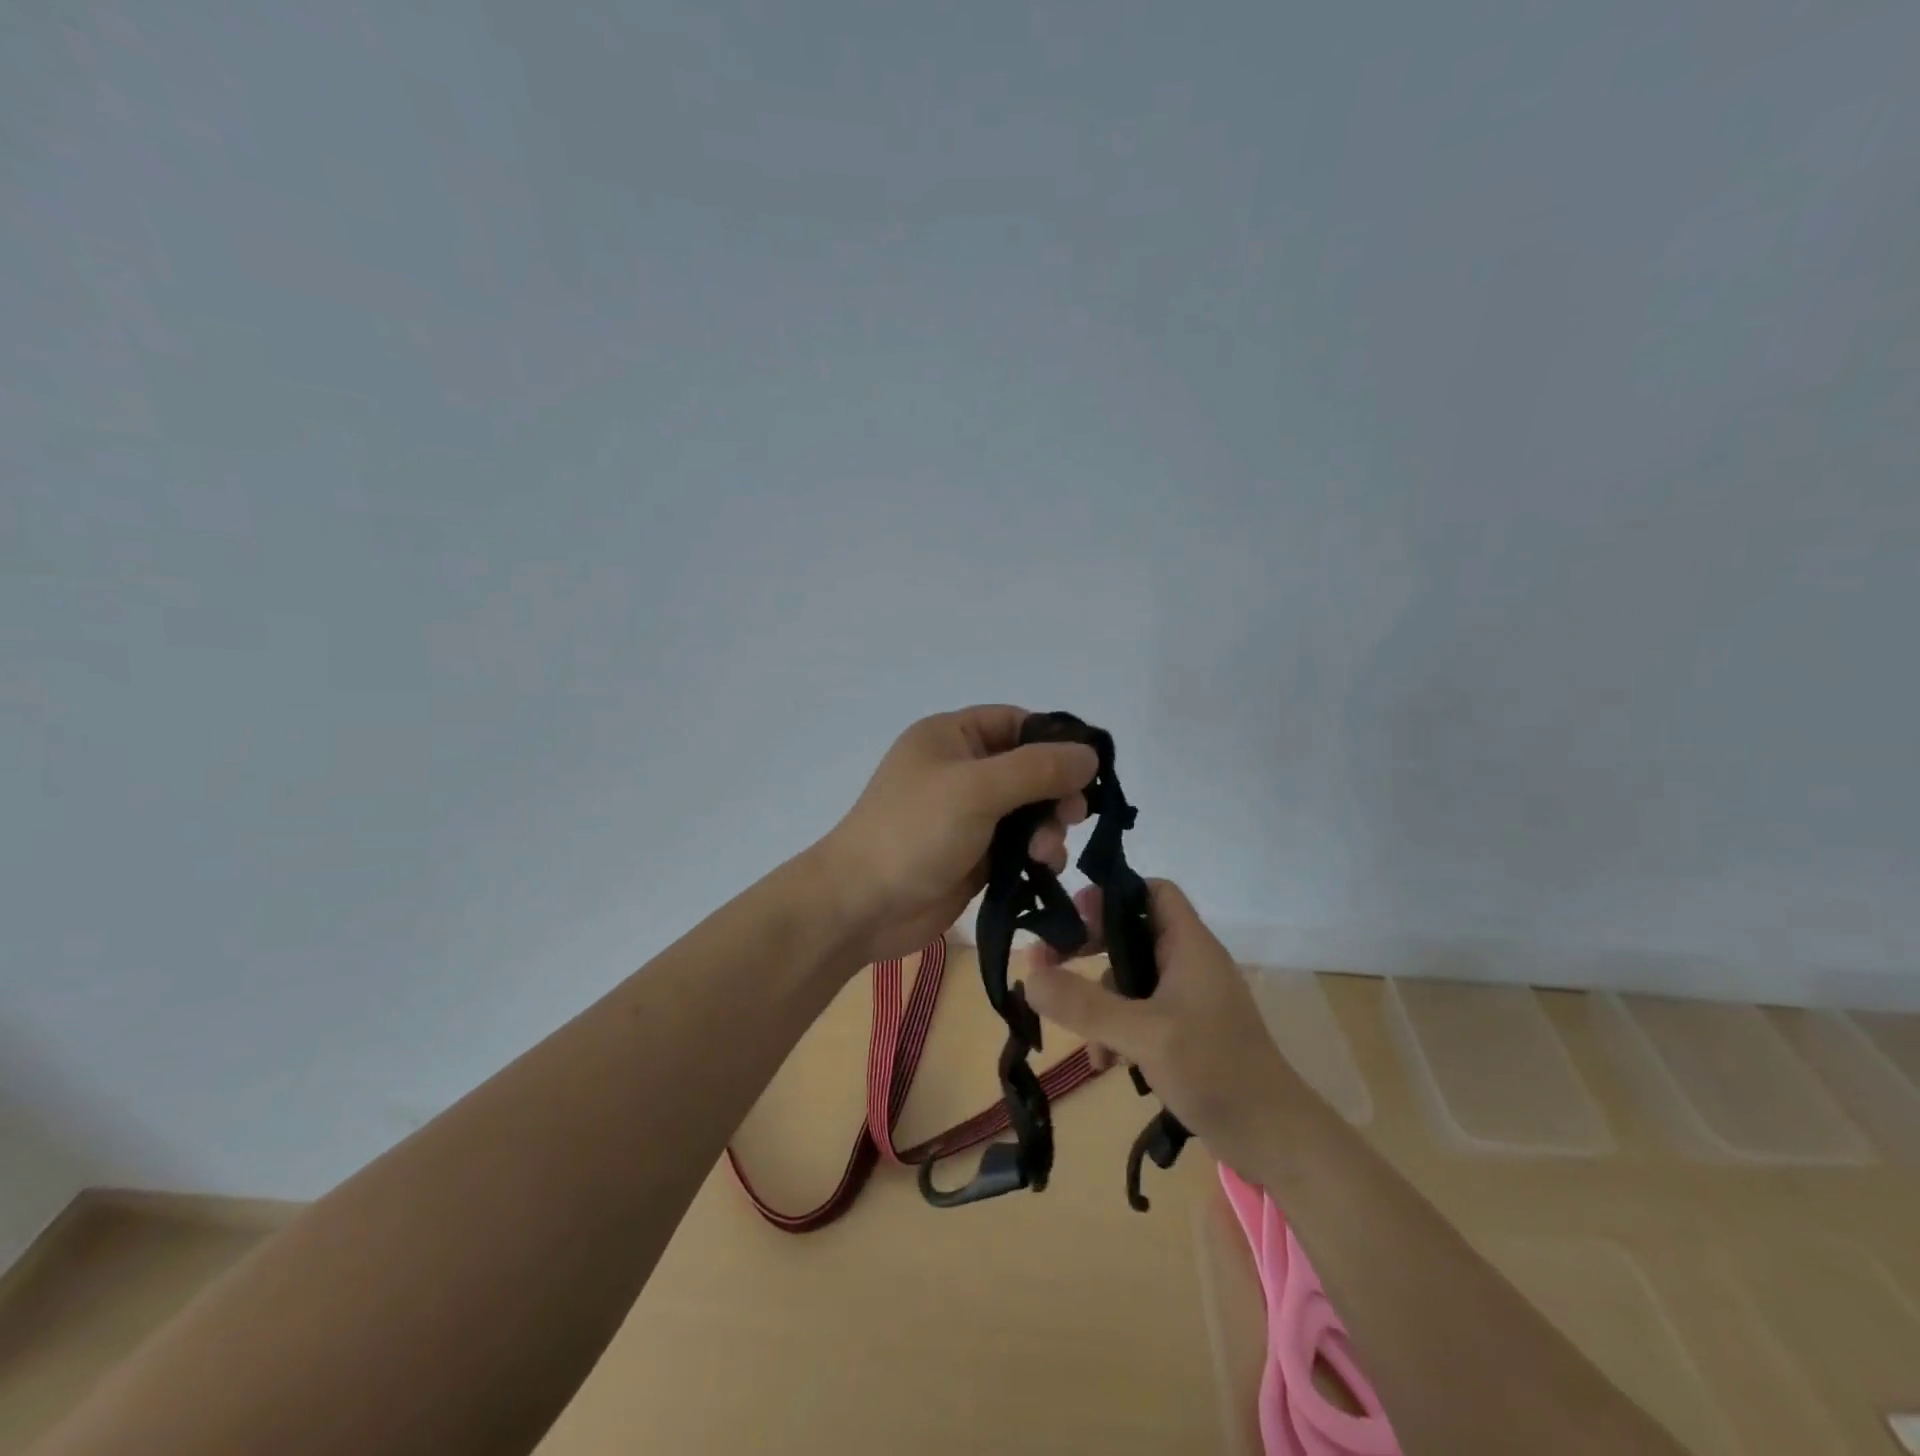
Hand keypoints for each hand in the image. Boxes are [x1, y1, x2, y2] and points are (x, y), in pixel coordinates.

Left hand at [816, 706, 1098, 966]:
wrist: (861, 906)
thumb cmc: (913, 832)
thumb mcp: (976, 789)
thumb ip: (1037, 769)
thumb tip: (1091, 754)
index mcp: (953, 737)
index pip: (1018, 723)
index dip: (1056, 742)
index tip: (1090, 769)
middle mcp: (962, 770)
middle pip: (1030, 769)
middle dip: (1055, 792)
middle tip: (1073, 816)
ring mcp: (969, 815)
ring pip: (1030, 811)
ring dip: (1048, 828)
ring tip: (1045, 854)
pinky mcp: (975, 855)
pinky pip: (1020, 845)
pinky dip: (1037, 854)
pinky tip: (1043, 868)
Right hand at [1023, 879, 1306, 1171]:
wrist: (1273, 1139)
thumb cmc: (1215, 1069)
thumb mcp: (1143, 1034)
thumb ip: (1084, 1005)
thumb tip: (1028, 977)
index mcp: (1189, 945)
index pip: (1153, 892)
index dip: (1112, 895)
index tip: (1071, 916)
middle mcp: (1188, 963)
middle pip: (1131, 934)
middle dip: (1091, 949)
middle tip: (1051, 962)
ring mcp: (1187, 999)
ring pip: (1130, 979)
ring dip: (1100, 1001)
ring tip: (1078, 1035)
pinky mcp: (1184, 1031)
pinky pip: (1138, 1014)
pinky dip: (1117, 1030)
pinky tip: (1104, 1063)